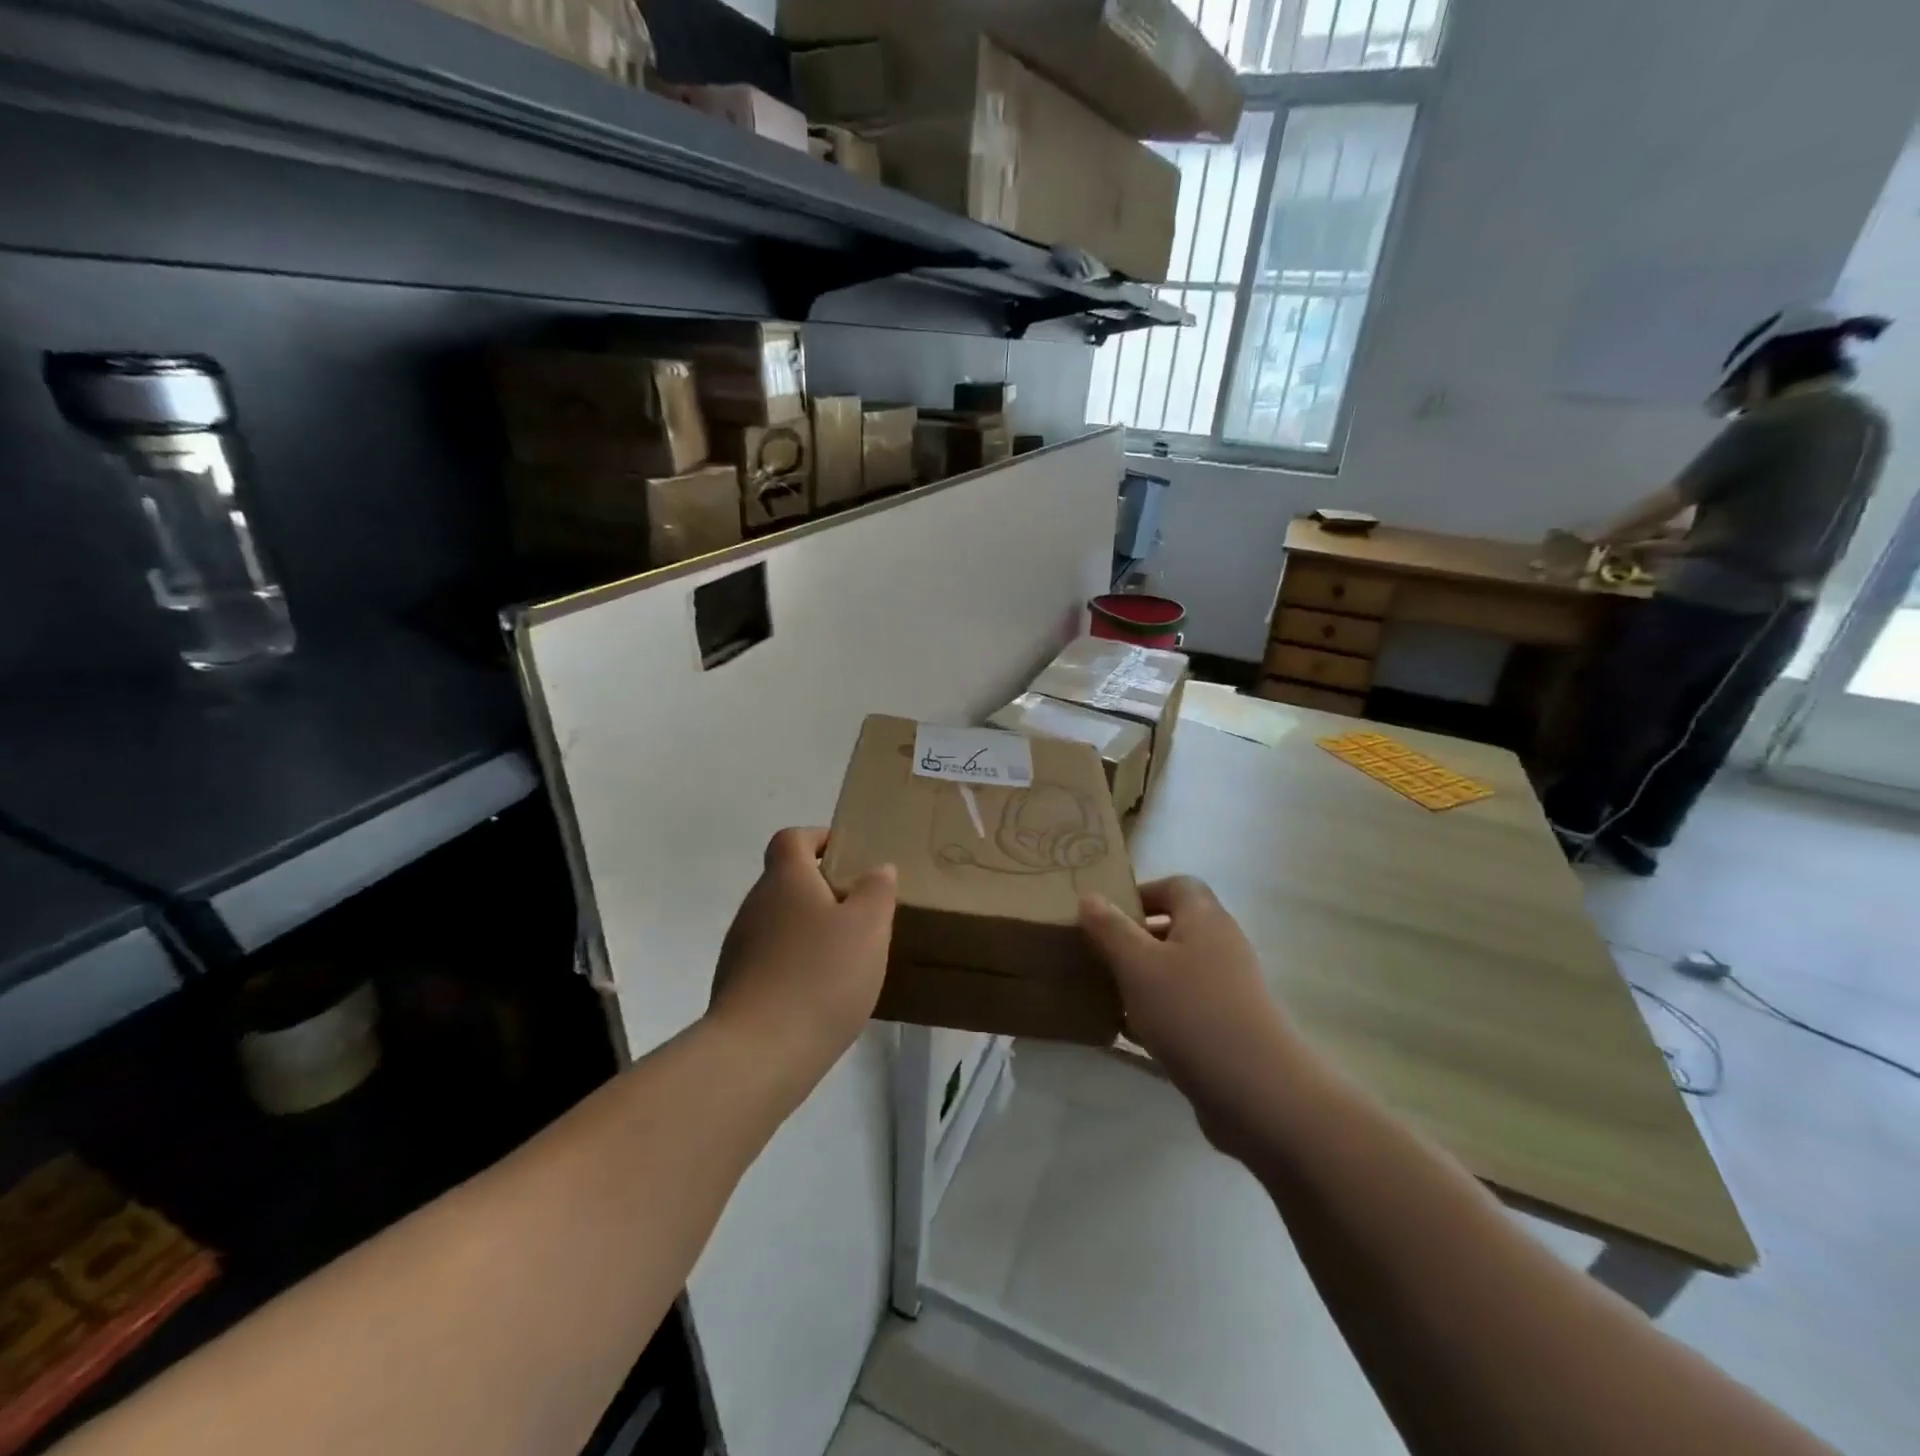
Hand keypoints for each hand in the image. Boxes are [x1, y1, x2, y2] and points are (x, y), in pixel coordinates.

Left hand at [709, 828, 895, 1075]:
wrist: (758, 1054)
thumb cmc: (821, 976)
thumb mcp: (868, 927)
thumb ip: (877, 891)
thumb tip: (877, 868)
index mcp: (786, 879)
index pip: (792, 839)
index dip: (818, 838)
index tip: (847, 855)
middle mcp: (755, 905)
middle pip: (786, 881)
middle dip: (821, 889)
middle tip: (860, 911)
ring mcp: (740, 947)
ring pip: (779, 922)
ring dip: (809, 930)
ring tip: (846, 956)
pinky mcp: (735, 986)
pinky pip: (771, 959)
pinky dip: (795, 964)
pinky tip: (821, 993)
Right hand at [1080, 877, 1300, 1157]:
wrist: (1258, 1093)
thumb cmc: (1192, 1014)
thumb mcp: (1138, 966)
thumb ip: (1110, 929)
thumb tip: (1089, 896)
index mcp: (1205, 919)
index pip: (1176, 886)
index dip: (1141, 893)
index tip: (1105, 916)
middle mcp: (1222, 945)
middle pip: (1175, 927)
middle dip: (1134, 938)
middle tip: (1098, 954)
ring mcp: (1229, 988)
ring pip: (1177, 969)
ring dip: (1143, 978)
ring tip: (1107, 992)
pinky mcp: (1229, 1026)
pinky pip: (1185, 1006)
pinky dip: (1158, 1011)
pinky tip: (1131, 1033)